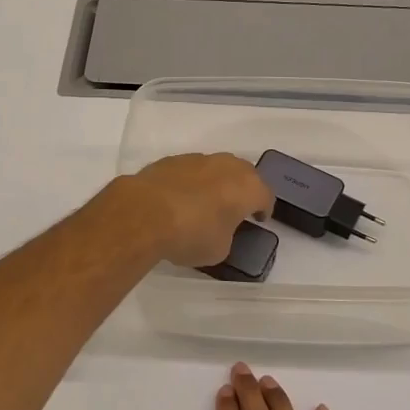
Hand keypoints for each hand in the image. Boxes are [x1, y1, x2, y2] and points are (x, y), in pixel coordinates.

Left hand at [115, 154, 272, 268]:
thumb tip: (218, 229)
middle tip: (234, 208)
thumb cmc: (191, 234)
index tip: (258, 219)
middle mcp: (226, 166)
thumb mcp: (219, 249)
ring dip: (214, 183)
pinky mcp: (170, 160)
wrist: (143, 214)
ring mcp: (197, 159)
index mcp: (247, 187)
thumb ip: (226, 235)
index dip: (263, 209)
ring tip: (204, 203)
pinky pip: (189, 171)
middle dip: (241, 190)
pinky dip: (189, 182)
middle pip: (243, 174)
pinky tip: (178, 199)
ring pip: (214, 168)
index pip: (265, 196)